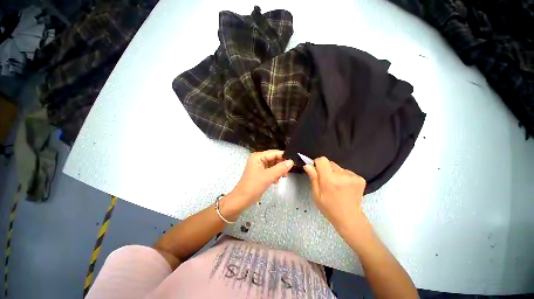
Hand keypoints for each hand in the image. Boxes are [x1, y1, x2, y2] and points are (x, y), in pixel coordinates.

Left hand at [230, 150, 293, 209]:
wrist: (242, 200)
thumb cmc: (253, 186)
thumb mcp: (268, 176)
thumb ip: (280, 168)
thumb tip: (291, 161)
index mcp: (258, 156)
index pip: (274, 153)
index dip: (284, 157)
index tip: (293, 163)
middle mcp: (259, 159)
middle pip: (275, 158)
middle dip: (281, 166)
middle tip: (286, 174)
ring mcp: (260, 166)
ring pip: (274, 165)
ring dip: (279, 171)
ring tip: (281, 178)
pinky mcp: (261, 173)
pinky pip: (271, 171)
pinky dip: (275, 175)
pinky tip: (276, 181)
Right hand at [303, 157, 366, 229]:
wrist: (349, 218)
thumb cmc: (329, 208)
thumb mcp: (316, 195)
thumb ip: (313, 178)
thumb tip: (308, 165)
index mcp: (329, 180)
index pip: (322, 160)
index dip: (317, 163)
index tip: (316, 170)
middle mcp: (342, 175)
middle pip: (330, 163)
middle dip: (326, 169)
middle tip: (326, 181)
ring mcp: (353, 177)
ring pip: (338, 167)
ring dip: (335, 173)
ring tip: (336, 185)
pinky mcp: (360, 179)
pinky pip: (346, 171)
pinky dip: (343, 176)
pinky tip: (344, 187)